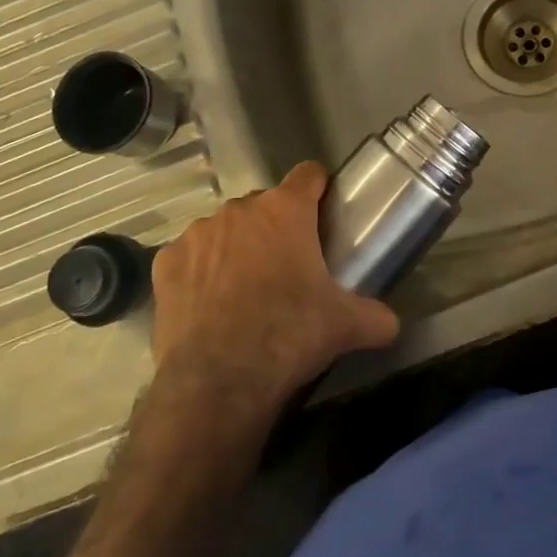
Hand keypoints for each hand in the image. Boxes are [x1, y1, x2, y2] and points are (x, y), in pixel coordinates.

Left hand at [151, 162, 399, 412]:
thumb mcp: (345, 326)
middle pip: (265, 204)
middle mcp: (239, 210)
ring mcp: (197, 234)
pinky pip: (190, 257)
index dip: (318, 189)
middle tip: (288, 266)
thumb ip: (375, 316)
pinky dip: (200, 272)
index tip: (323, 211)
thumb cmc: (288, 335)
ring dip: (236, 247)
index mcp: (285, 211)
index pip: (308, 174)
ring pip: (224, 229)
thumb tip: (391, 324)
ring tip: (245, 291)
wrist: (217, 382)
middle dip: (276, 227)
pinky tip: (209, 306)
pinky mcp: (164, 264)